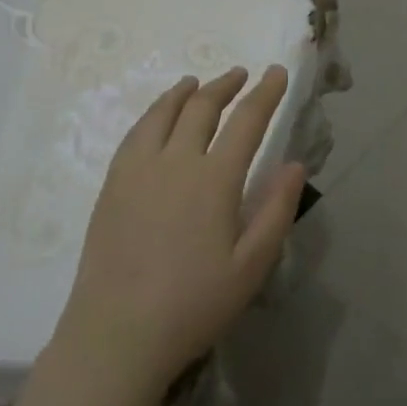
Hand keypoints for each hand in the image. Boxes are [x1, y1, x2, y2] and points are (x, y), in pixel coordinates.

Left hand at [52, 66, 304, 399]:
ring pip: (162, 113)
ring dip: (184, 92)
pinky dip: (152, 113)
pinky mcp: (112, 184)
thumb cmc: (193, 304)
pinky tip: (156, 117)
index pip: (246, 121)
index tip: (277, 72)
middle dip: (225, 85)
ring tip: (195, 82)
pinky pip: (135, 133)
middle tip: (241, 74)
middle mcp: (175, 161)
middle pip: (202, 107)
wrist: (117, 333)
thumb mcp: (252, 266)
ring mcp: (137, 170)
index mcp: (214, 179)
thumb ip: (276, 210)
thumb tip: (295, 164)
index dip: (265, 93)